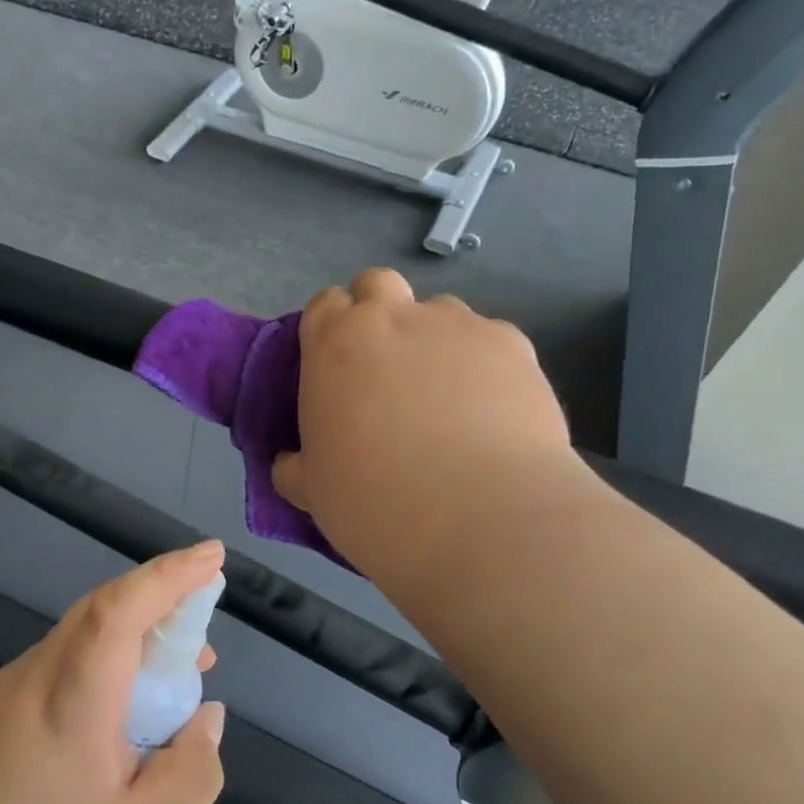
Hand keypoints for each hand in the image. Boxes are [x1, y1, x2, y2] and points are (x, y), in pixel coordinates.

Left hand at [0, 542, 226, 803]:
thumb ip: (189, 775)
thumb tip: (207, 716)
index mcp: (72, 703)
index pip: (119, 610)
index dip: (169, 576)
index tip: (212, 556)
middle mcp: (38, 673)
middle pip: (102, 606)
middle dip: (161, 594)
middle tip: (205, 621)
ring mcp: (11, 682)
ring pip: (83, 630)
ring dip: (135, 629)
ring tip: (175, 670)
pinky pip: (64, 655)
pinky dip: (105, 656)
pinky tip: (120, 705)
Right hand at [273, 268, 580, 582]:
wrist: (480, 519)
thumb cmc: (375, 503)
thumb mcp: (311, 491)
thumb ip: (294, 466)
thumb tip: (291, 461)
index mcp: (334, 344)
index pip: (324, 305)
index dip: (329, 331)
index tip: (336, 369)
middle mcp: (393, 318)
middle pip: (378, 284)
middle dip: (378, 313)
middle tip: (385, 370)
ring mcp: (456, 325)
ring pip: (438, 312)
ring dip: (433, 340)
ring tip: (447, 398)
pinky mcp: (512, 343)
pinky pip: (489, 340)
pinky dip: (484, 365)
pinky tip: (492, 412)